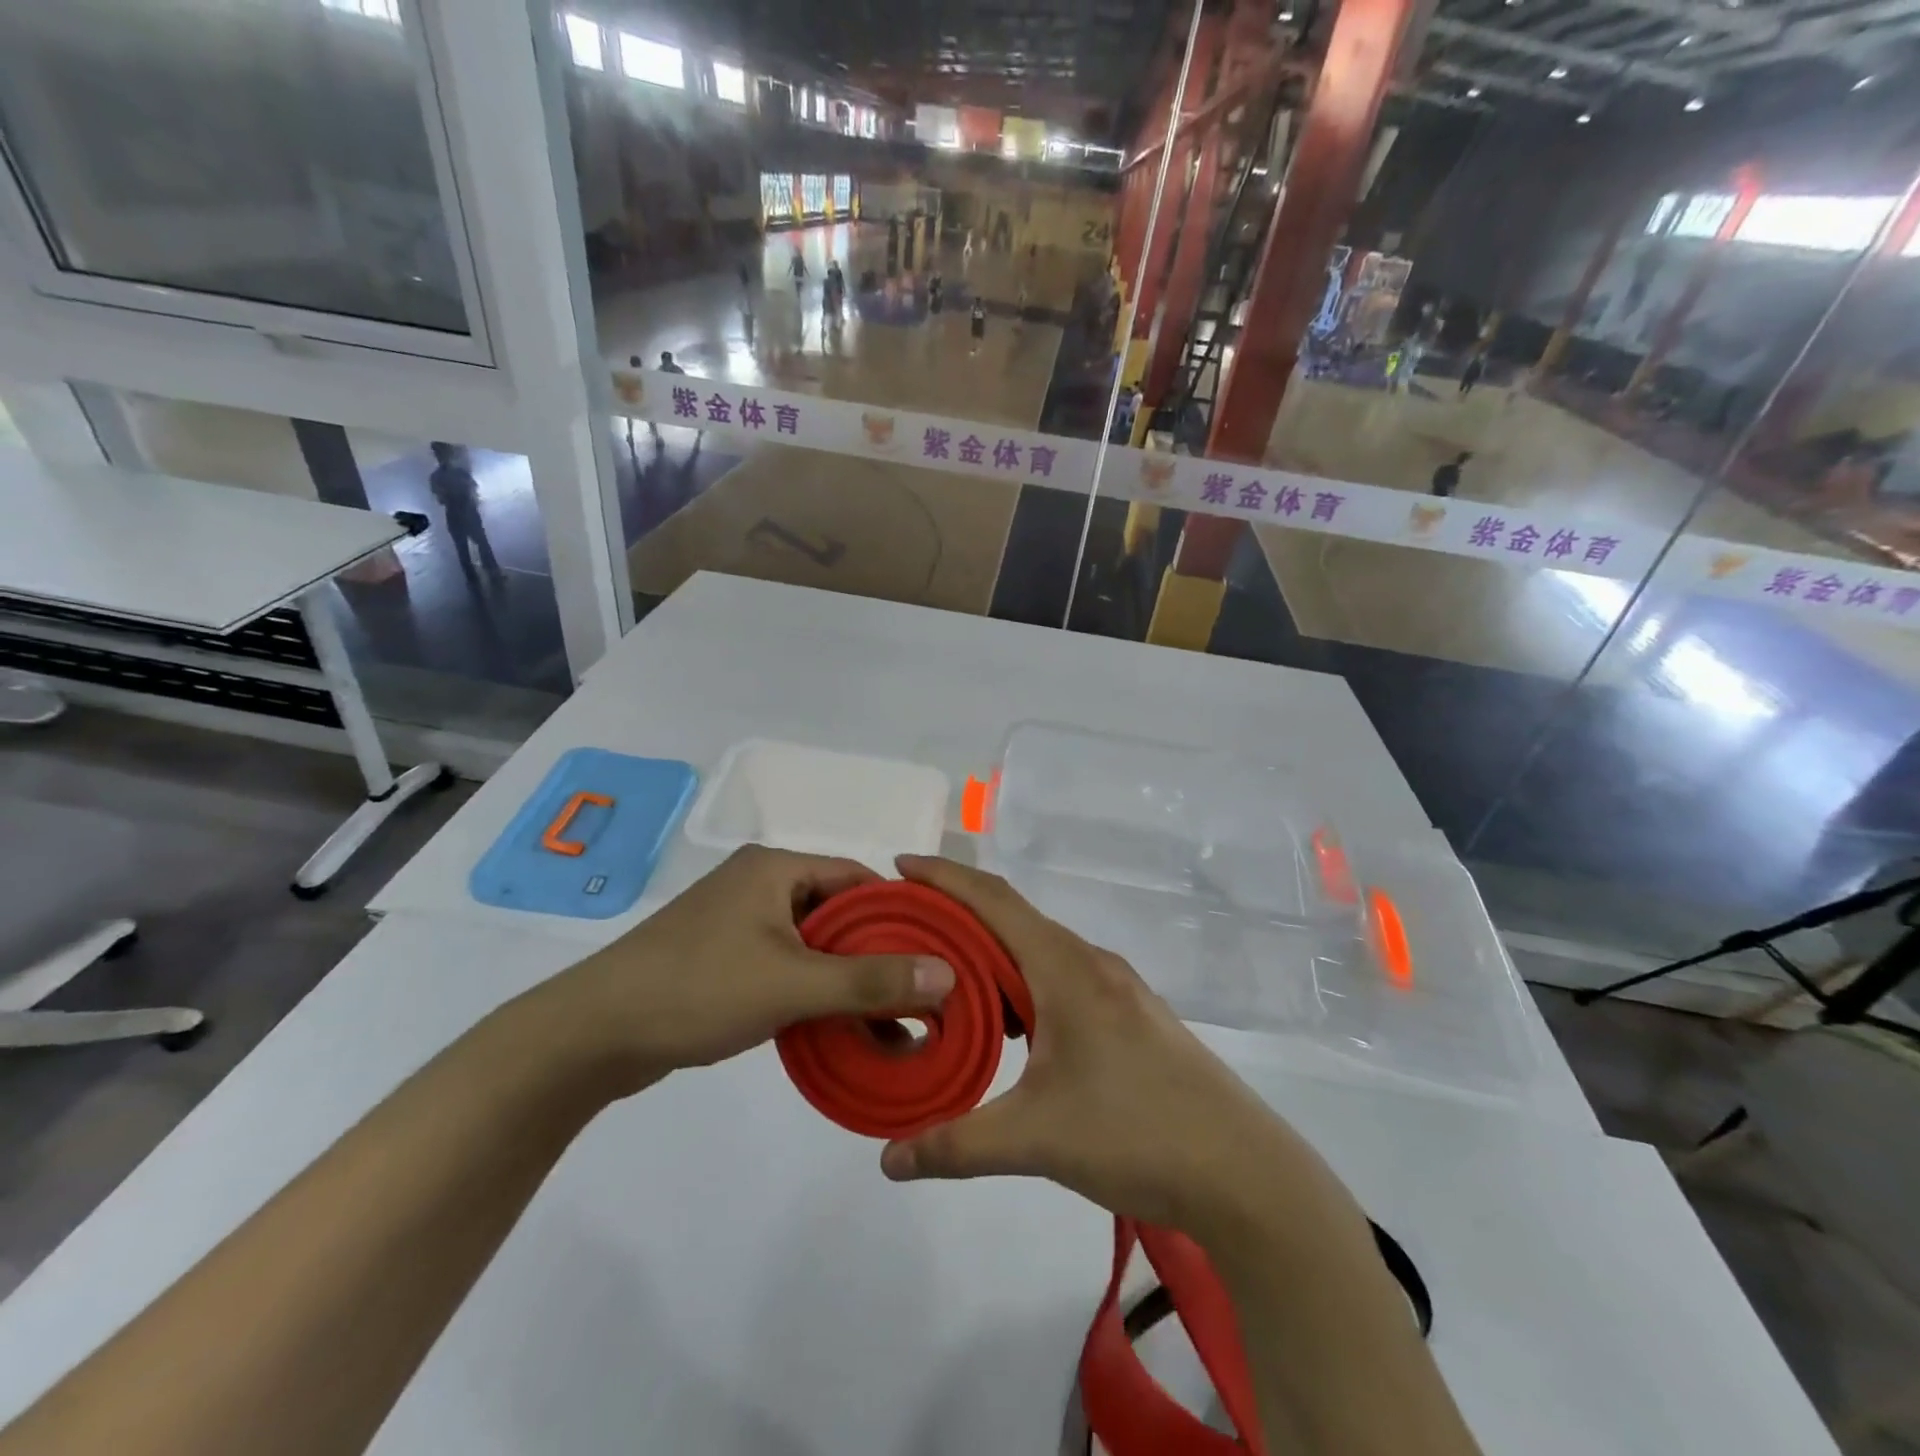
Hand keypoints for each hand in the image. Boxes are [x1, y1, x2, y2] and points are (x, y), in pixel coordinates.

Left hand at [540, 846, 955, 1088]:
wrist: (593, 1034)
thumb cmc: (698, 989)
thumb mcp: (792, 984)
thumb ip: (870, 980)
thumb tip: (947, 974)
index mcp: (775, 867)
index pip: (858, 877)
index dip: (899, 913)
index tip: (934, 951)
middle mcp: (759, 884)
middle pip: (837, 910)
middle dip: (875, 952)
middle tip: (916, 992)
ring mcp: (737, 921)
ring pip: (812, 942)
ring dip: (845, 976)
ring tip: (885, 1017)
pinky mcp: (722, 956)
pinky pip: (785, 963)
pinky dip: (812, 989)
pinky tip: (835, 1024)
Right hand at [879, 856, 1294, 1235]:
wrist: (1242, 1169)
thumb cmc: (1136, 1134)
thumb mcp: (1036, 1139)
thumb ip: (956, 1145)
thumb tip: (887, 1161)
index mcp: (1065, 967)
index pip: (994, 901)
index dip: (944, 877)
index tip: (899, 867)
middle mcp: (1089, 962)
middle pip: (1012, 917)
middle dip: (956, 912)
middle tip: (905, 925)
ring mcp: (1115, 986)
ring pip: (1037, 948)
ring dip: (990, 950)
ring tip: (942, 972)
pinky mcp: (1128, 1013)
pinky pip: (1058, 974)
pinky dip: (1019, 979)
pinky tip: (1005, 1019)